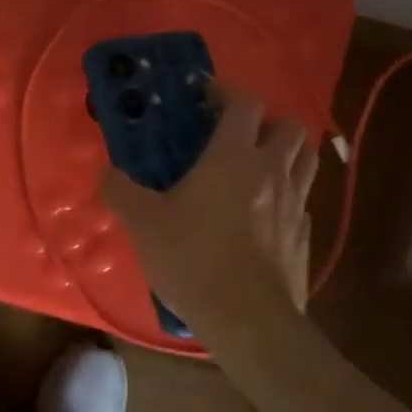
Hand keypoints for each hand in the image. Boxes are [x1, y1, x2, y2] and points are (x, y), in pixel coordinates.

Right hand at [99, 87, 316, 332]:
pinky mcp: (305, 236)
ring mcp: (296, 204)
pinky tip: (265, 215)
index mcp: (234, 157)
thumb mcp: (143, 224)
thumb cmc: (193, 259)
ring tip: (257, 168)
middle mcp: (272, 171)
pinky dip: (288, 195)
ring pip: (306, 159)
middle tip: (238, 137)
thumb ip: (121, 192)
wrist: (247, 319)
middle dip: (266, 122)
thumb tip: (105, 174)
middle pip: (289, 125)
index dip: (227, 92)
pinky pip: (303, 201)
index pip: (245, 103)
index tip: (206, 97)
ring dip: (285, 153)